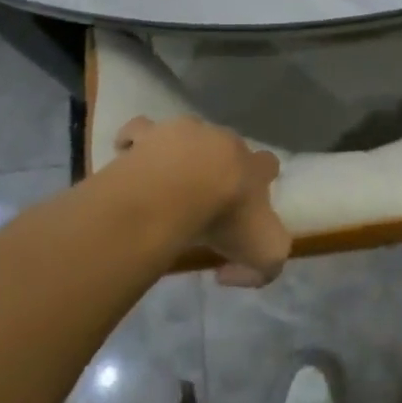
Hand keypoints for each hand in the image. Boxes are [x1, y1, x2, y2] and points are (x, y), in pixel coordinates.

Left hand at [113, 116, 289, 286]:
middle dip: (221, 164)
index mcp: (254, 166)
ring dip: (182, 152)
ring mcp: (186, 132)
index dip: (261, 179)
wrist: (176, 191)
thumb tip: (229, 270)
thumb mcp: (265, 254)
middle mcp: (225, 142)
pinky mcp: (150, 134)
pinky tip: (133, 161)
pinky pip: (141, 131)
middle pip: (228, 147)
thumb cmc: (225, 218)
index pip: (268, 163)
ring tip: (166, 180)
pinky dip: (137, 143)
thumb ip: (264, 268)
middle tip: (204, 195)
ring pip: (189, 134)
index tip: (248, 200)